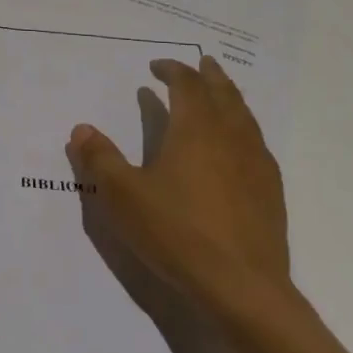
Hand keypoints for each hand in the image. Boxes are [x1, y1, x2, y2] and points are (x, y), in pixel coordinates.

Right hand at [67, 56, 291, 319]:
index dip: (172, 70)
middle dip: (210, 75)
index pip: (186, 85)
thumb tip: (81, 129)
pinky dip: (245, 130)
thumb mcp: (122, 196)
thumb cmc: (177, 233)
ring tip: (221, 95)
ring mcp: (256, 165)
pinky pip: (257, 145)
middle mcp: (230, 137)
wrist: (243, 288)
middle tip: (202, 63)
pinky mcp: (271, 193)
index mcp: (195, 129)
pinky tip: (240, 148)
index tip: (156, 67)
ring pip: (245, 117)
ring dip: (230, 99)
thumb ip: (99, 159)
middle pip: (223, 93)